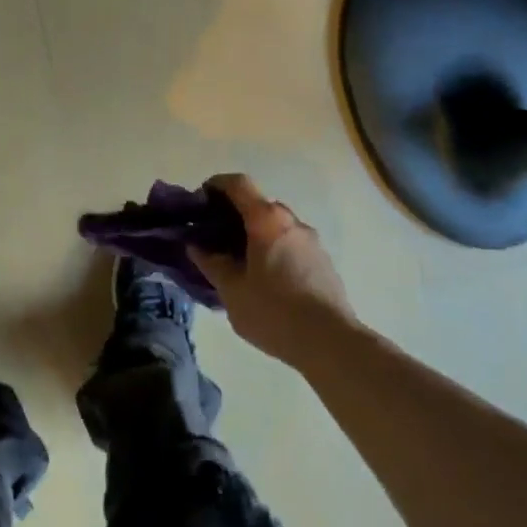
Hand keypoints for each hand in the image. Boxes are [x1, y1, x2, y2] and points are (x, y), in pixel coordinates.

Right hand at [189, 173, 355, 365]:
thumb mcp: (232, 291)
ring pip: (276, 227)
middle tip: (214, 238)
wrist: (330, 342)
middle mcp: (292, 222)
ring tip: (237, 263)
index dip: (217, 184)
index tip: (200, 200)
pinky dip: (272, 250)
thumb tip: (196, 246)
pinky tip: (264, 280)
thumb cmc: (274, 311)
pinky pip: (290, 245)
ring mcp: (312, 242)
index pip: (239, 184)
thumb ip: (212, 264)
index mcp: (267, 220)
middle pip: (258, 205)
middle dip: (234, 215)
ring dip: (255, 235)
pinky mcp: (323, 262)